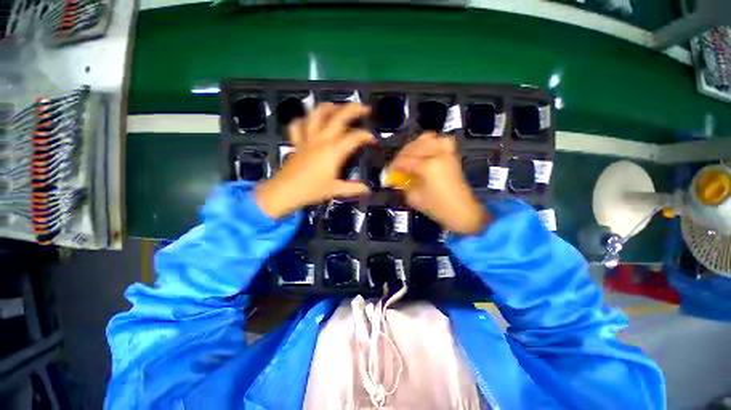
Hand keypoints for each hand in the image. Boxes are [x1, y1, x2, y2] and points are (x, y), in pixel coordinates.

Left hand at [255, 103, 374, 218]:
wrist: (285, 191)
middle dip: (354, 109)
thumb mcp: (335, 190)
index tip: (373, 140)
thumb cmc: (312, 190)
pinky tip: (309, 121)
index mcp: (333, 151)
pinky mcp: (297, 142)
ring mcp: (307, 139)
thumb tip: (368, 190)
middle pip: (338, 117)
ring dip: (329, 107)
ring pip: (317, 114)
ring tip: (337, 107)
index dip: (366, 136)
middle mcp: (321, 140)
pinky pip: (297, 125)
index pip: (354, 137)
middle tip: (365, 108)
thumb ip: (353, 189)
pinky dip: (303, 120)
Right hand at [388, 132, 489, 234]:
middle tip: (397, 166)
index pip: (404, 160)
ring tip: (409, 156)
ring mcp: (447, 152)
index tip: (388, 173)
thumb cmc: (437, 207)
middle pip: (413, 146)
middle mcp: (437, 154)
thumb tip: (395, 178)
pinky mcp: (452, 155)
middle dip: (401, 155)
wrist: (462, 211)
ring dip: (415, 145)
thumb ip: (402, 184)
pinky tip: (425, 151)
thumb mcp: (414, 198)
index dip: (393, 166)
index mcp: (427, 166)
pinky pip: (441, 140)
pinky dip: (431, 142)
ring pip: (427, 138)